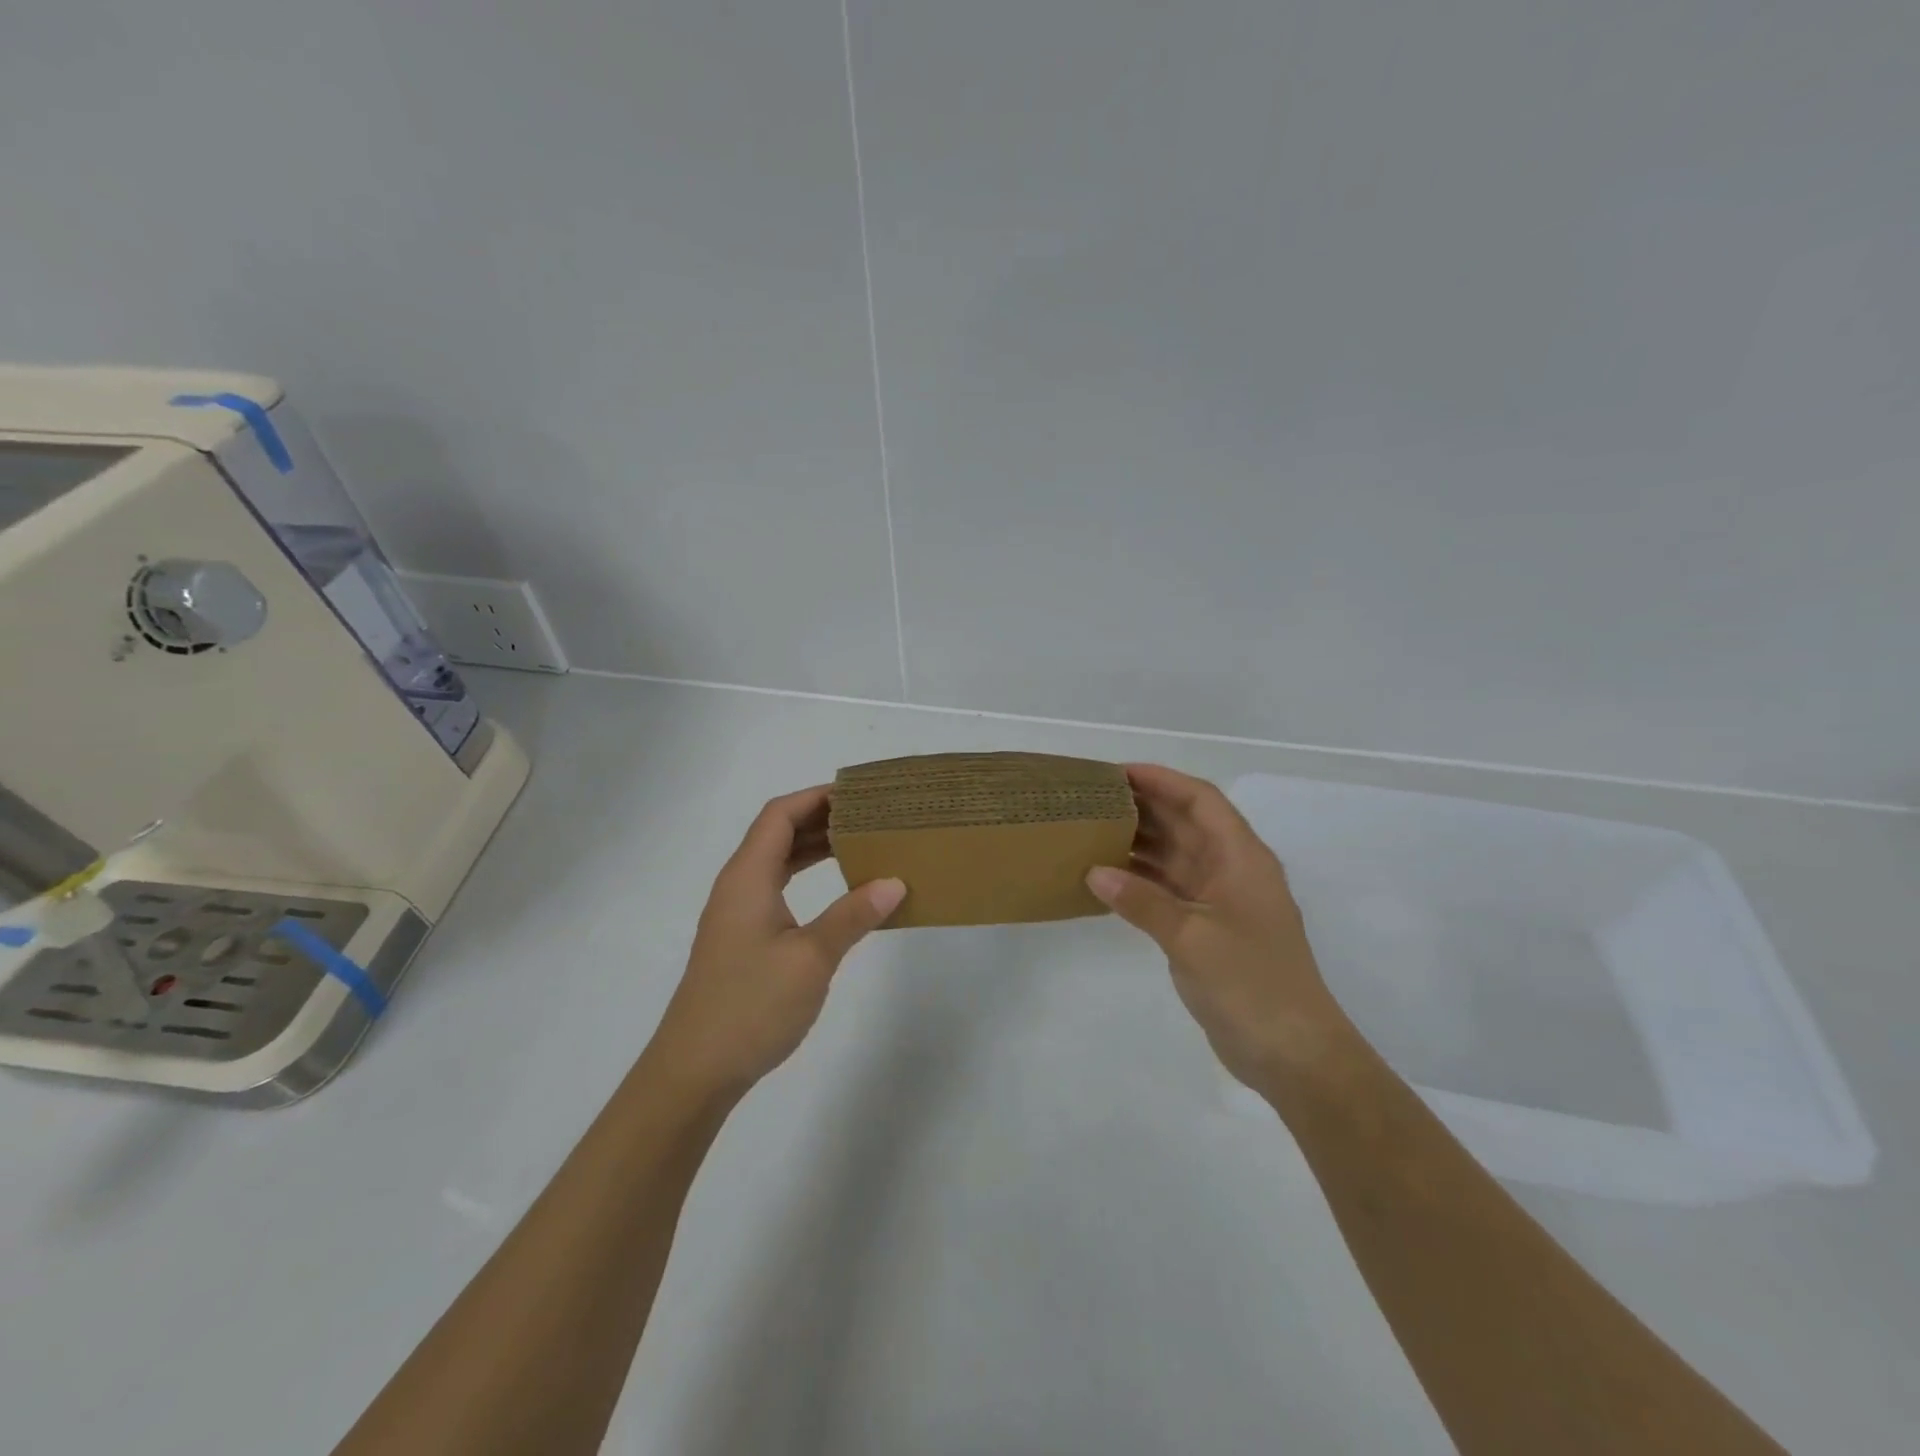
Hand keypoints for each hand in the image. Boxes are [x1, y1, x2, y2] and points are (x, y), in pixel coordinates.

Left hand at [646, 786, 904, 1099]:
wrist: (694, 1071)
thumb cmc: (750, 1006)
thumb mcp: (811, 958)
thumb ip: (853, 916)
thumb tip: (895, 882)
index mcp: (747, 878)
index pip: (779, 815)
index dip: (816, 796)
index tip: (858, 793)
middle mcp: (738, 886)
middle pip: (777, 833)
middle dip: (821, 818)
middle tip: (869, 816)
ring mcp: (737, 914)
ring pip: (777, 862)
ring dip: (814, 848)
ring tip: (860, 842)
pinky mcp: (743, 939)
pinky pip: (777, 889)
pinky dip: (806, 877)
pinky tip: (836, 890)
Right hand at [1088, 764, 1358, 1088]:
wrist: (1294, 1054)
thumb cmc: (1252, 984)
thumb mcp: (1192, 937)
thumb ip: (1142, 901)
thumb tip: (1095, 872)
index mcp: (1242, 858)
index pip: (1201, 801)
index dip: (1162, 780)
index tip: (1118, 772)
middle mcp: (1232, 871)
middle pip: (1186, 824)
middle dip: (1144, 806)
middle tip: (1093, 798)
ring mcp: (1220, 902)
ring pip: (1175, 857)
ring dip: (1139, 843)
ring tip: (1092, 830)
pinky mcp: (1207, 930)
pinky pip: (1168, 890)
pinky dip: (1140, 880)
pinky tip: (1106, 878)